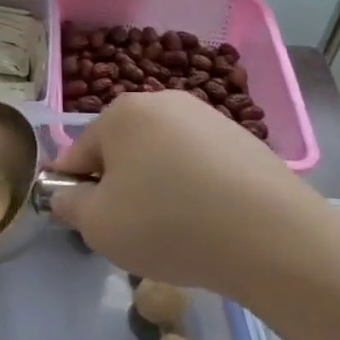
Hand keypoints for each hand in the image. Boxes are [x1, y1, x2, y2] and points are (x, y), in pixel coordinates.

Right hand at [47, 92, 328, 294]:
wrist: (272, 237)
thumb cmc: (168, 224)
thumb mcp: (99, 226)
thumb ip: (70, 205)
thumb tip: (67, 196)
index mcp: (121, 112)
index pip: (79, 152)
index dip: (75, 190)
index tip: (87, 223)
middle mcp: (163, 102)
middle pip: (123, 150)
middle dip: (121, 187)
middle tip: (132, 231)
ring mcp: (208, 117)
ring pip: (163, 158)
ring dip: (158, 189)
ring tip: (176, 232)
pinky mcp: (245, 141)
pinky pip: (201, 167)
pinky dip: (196, 191)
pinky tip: (211, 225)